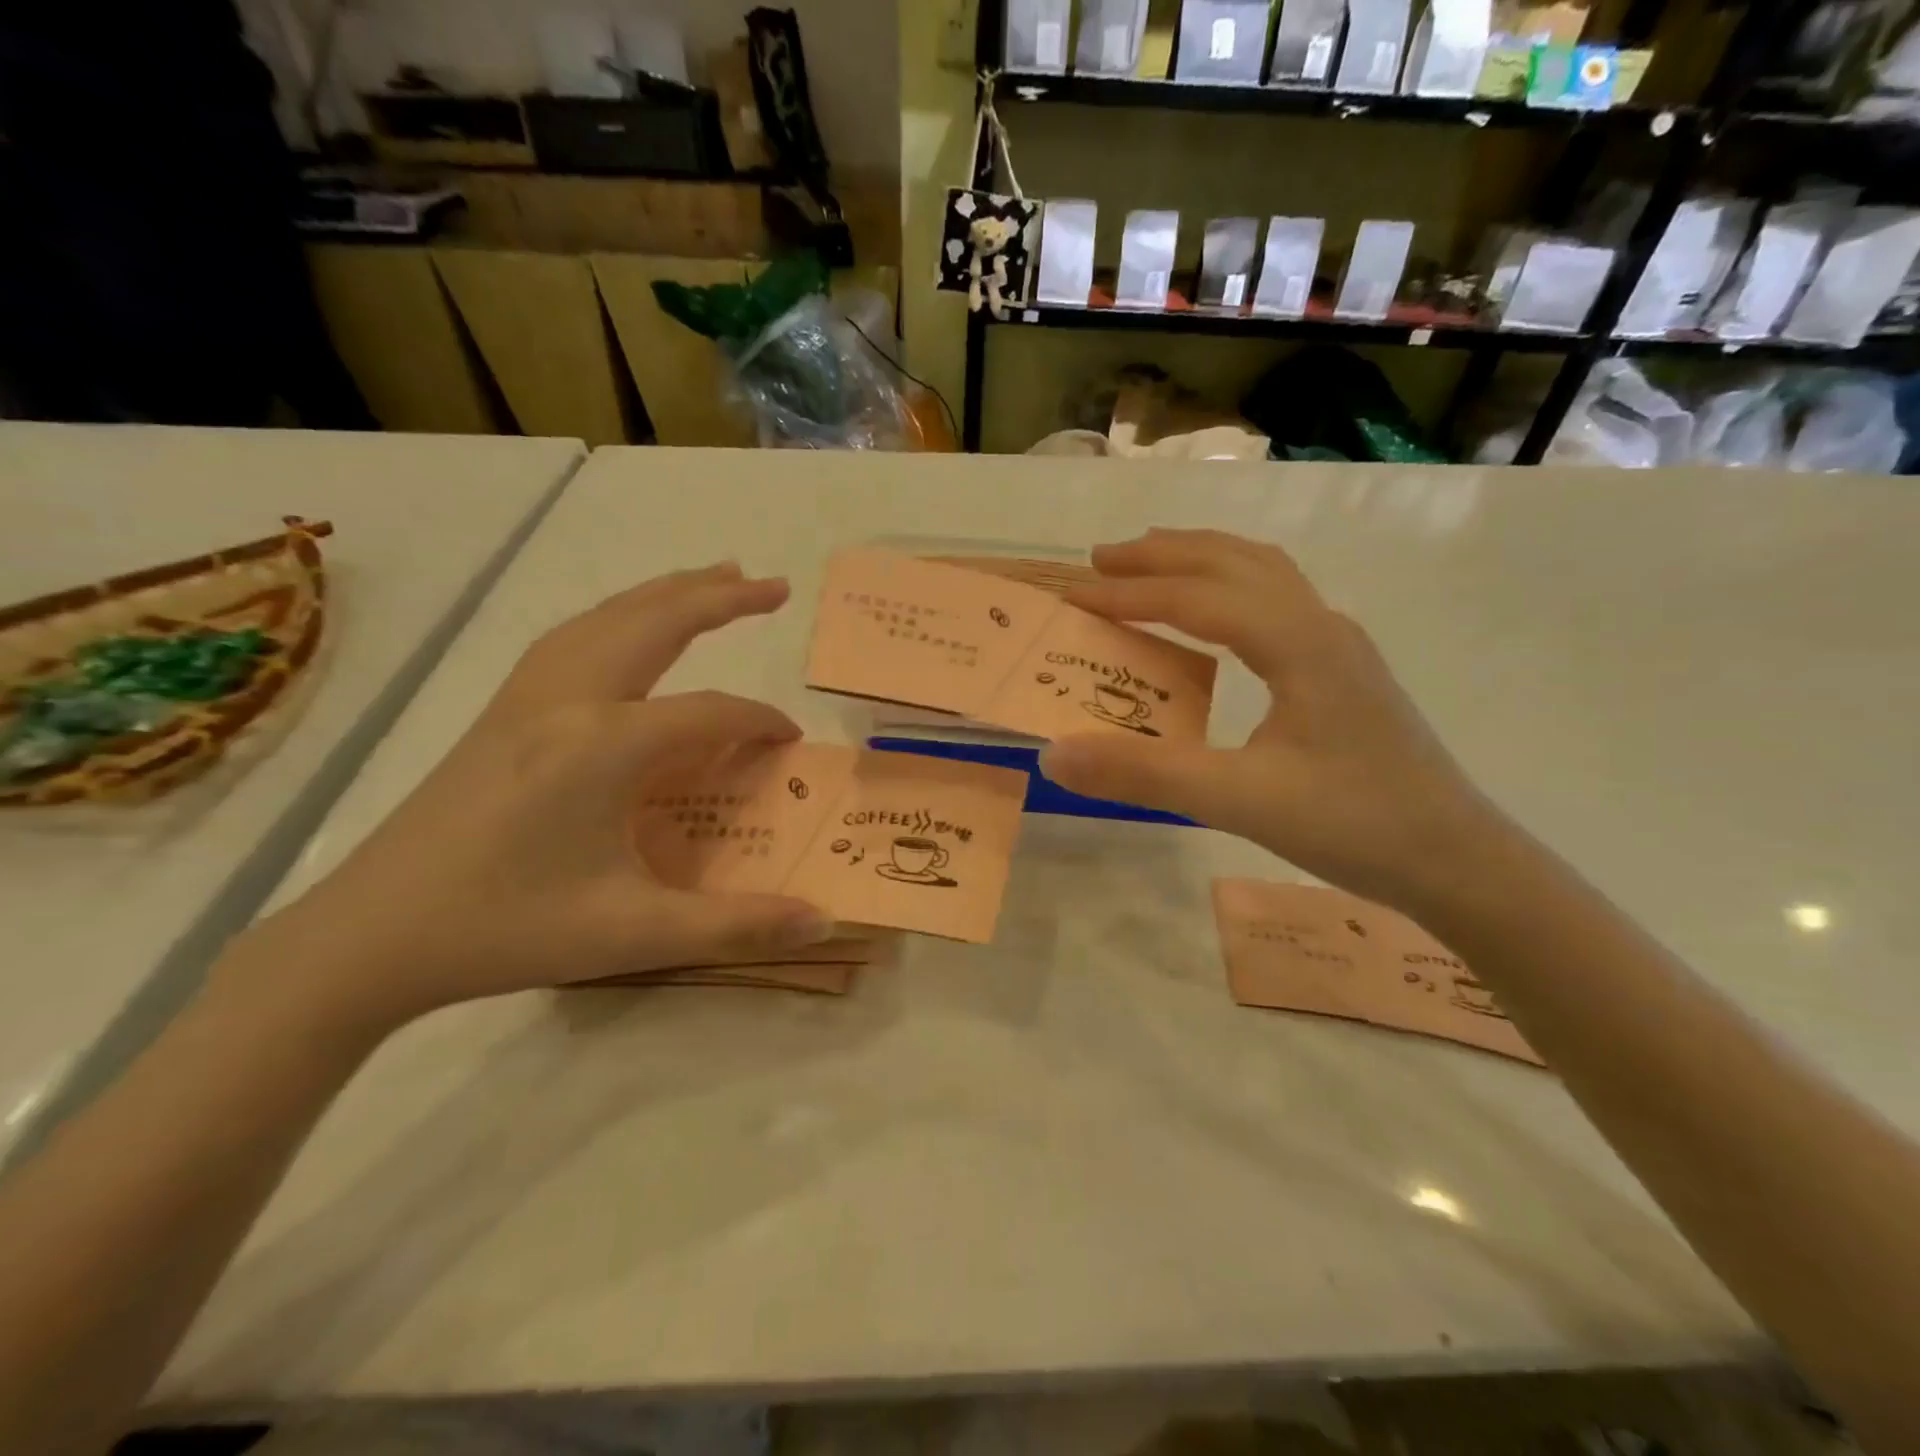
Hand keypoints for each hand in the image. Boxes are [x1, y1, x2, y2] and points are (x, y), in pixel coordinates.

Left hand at [231, 564, 831, 1030]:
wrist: (369, 936)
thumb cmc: (507, 930)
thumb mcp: (634, 934)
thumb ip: (737, 926)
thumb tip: (825, 925)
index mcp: (604, 745)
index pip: (709, 713)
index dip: (759, 722)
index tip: (790, 743)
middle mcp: (566, 701)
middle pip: (655, 623)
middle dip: (720, 597)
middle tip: (774, 585)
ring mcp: (525, 699)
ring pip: (607, 618)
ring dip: (666, 594)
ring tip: (714, 578)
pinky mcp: (500, 711)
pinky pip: (573, 638)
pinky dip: (618, 615)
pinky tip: (627, 629)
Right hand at [1040, 530, 1506, 913]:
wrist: (1458, 861)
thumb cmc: (1355, 824)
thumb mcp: (1240, 801)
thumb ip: (1145, 774)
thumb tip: (1054, 755)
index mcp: (1298, 642)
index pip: (1197, 597)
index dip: (1130, 593)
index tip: (1073, 596)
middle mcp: (1320, 626)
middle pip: (1232, 562)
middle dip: (1162, 555)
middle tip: (1100, 561)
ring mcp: (1337, 645)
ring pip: (1262, 573)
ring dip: (1200, 560)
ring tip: (1150, 566)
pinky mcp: (1343, 670)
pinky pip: (1277, 600)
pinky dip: (1230, 586)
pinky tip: (1216, 617)